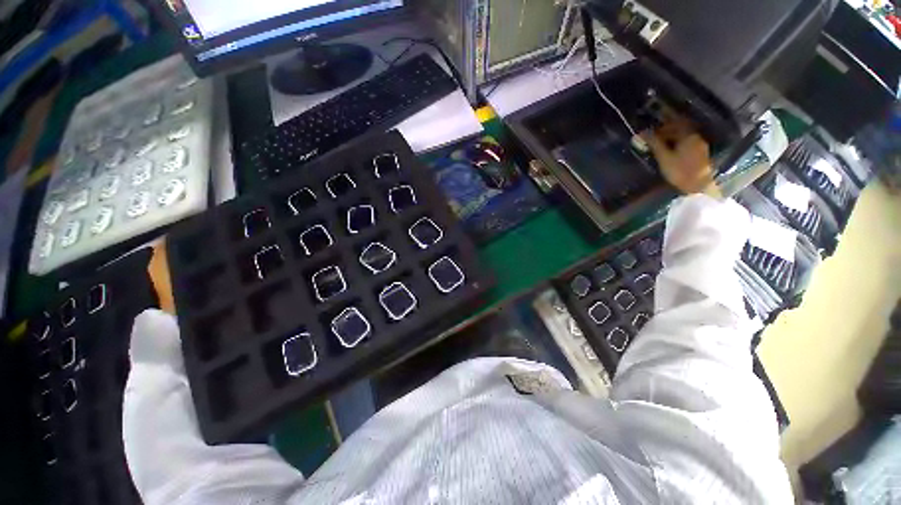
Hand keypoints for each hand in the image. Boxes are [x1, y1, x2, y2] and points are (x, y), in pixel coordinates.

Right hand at [643, 118, 716, 195]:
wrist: (698, 186)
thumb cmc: (680, 171)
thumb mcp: (664, 157)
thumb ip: (654, 143)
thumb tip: (642, 132)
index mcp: (688, 136)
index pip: (676, 123)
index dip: (666, 120)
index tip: (657, 118)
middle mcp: (696, 138)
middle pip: (681, 129)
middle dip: (668, 129)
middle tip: (655, 133)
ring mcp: (699, 146)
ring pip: (683, 137)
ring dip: (672, 137)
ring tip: (660, 142)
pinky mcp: (699, 155)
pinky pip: (686, 143)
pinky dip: (677, 143)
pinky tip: (671, 149)